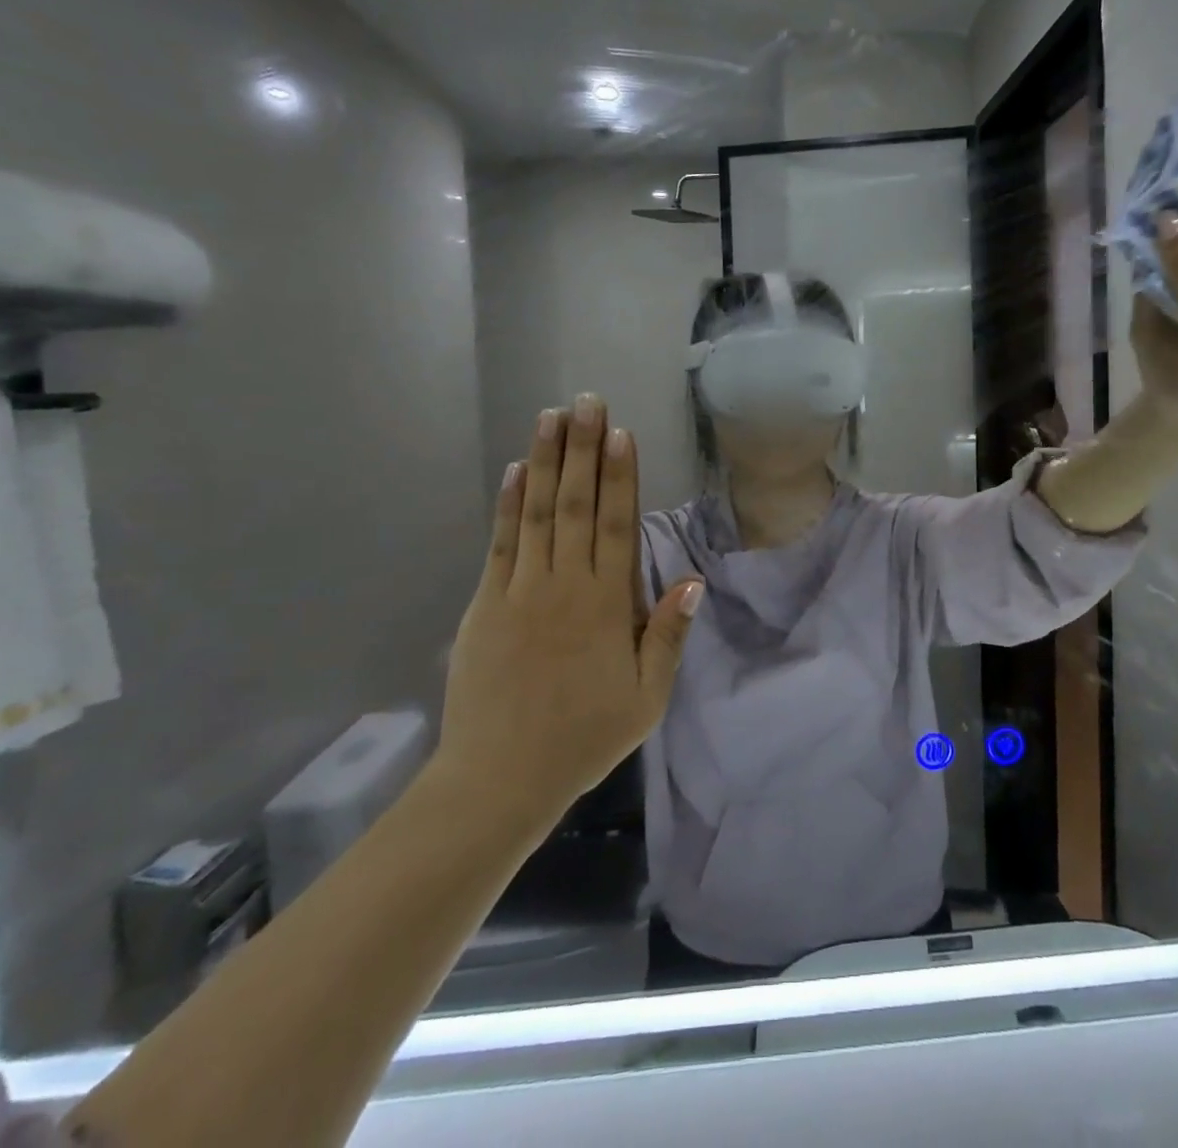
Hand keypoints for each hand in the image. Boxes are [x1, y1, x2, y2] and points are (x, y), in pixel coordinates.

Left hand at [438, 396, 704, 812]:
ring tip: (551, 417)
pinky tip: (514, 471)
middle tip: (587, 401)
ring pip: (537, 512)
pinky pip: (500, 543)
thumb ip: (669, 634)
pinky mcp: (485, 603)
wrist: (500, 777)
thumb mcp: (647, 696)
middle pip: (576, 504)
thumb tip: (692, 577)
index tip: (620, 431)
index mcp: (607, 604)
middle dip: (582, 448)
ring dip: (545, 461)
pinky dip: (508, 504)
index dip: (619, 474)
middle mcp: (564, 584)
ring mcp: (519, 590)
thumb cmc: (585, 736)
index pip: (616, 524)